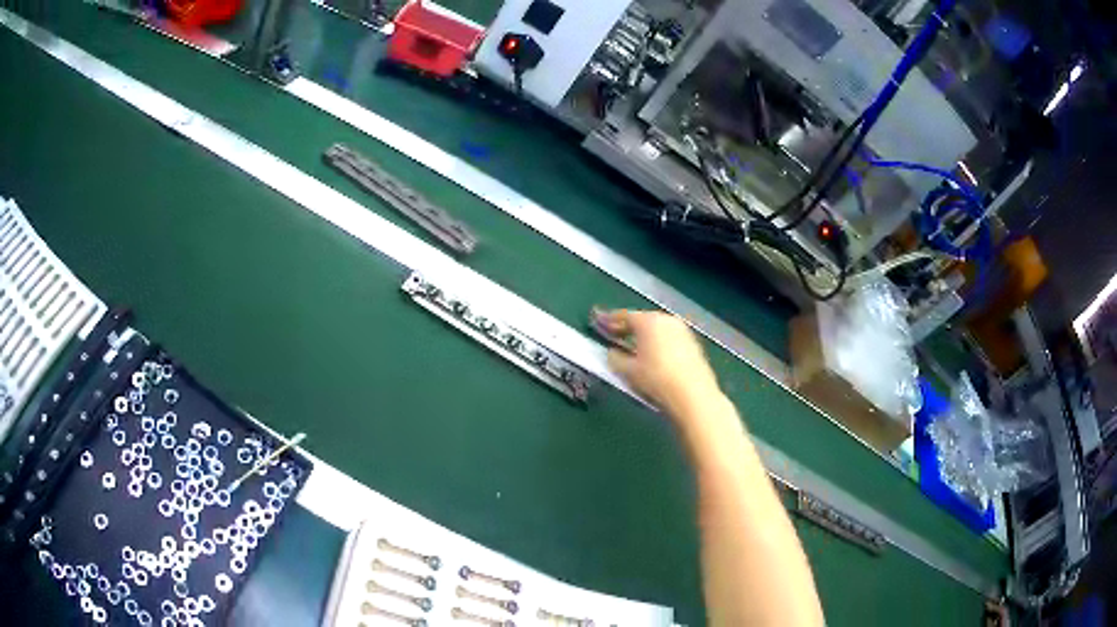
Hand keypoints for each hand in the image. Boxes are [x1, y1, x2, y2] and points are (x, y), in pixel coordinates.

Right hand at [595, 309, 721, 419]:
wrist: (693, 394)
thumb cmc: (656, 379)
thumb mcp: (629, 371)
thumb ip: (615, 358)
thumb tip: (611, 353)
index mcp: (649, 321)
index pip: (624, 316)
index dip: (609, 319)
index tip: (598, 321)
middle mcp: (667, 320)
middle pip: (642, 320)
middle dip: (627, 327)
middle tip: (613, 332)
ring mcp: (682, 331)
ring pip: (657, 329)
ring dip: (643, 335)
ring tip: (632, 344)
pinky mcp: (693, 344)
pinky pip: (669, 338)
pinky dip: (658, 342)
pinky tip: (653, 354)